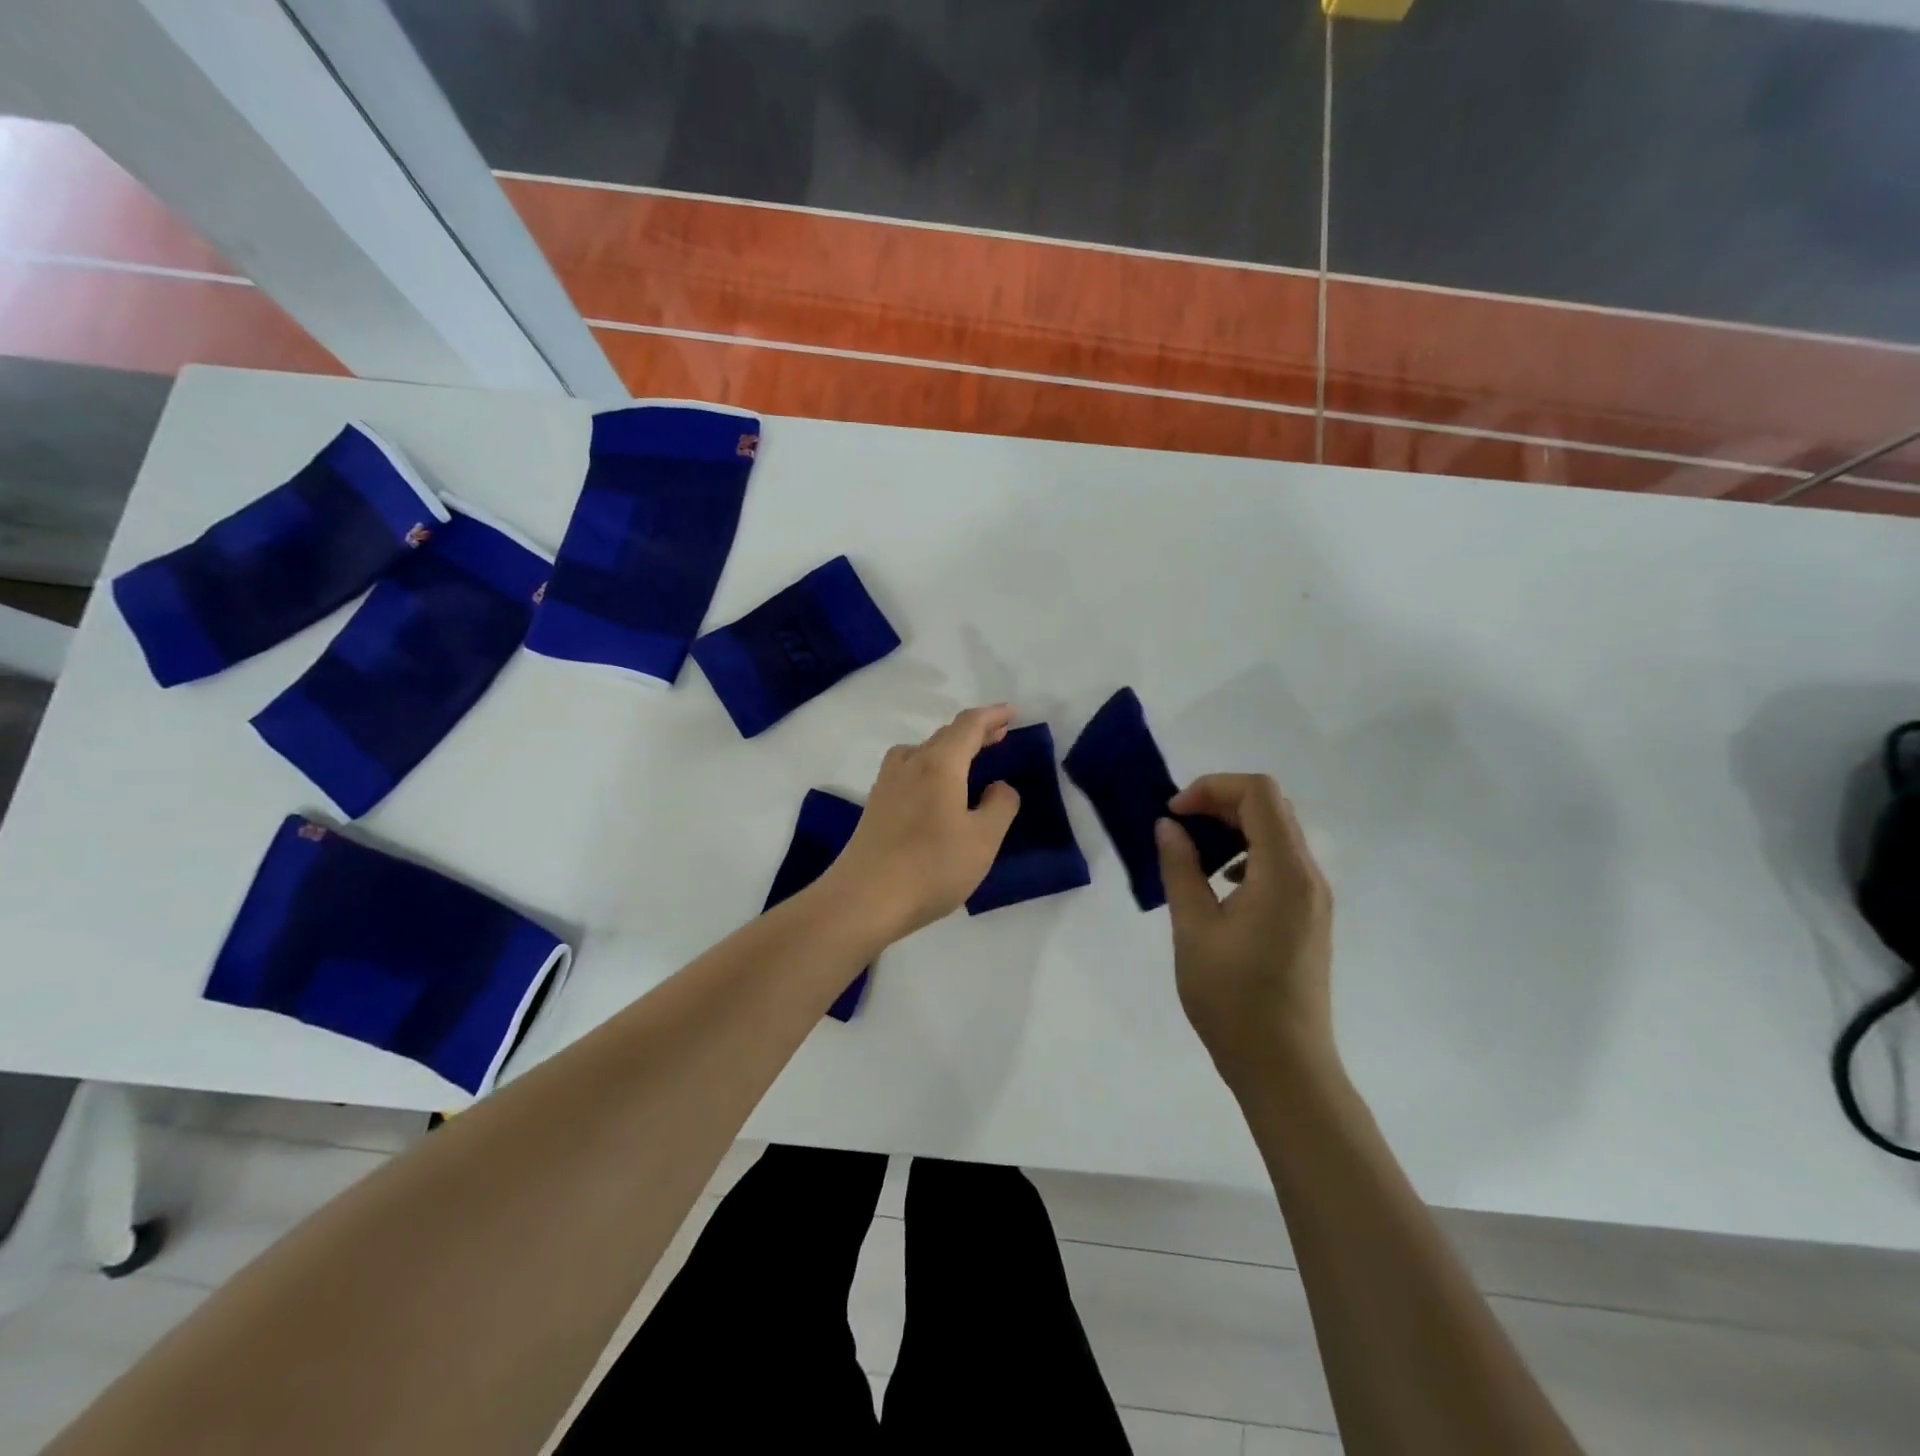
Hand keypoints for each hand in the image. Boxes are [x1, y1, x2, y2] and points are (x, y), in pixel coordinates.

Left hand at [822, 705, 1022, 943]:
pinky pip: (909, 769)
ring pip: (922, 751)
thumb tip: (999, 786)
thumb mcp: (983, 839)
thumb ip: (1000, 806)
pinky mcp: (875, 804)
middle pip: (945, 735)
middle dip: (974, 732)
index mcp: (939, 763)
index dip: (992, 716)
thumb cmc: (931, 866)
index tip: (1011, 712)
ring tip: (969, 761)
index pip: (969, 725)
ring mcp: (887, 783)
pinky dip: (931, 766)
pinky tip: (936, 790)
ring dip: (949, 748)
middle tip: (999, 736)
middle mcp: (910, 762)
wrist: (864, 898)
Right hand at [1155, 774, 1335, 1088]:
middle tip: (1177, 827)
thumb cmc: (1233, 1000)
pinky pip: (1281, 863)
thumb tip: (1168, 826)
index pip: (1259, 794)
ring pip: (1277, 834)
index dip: (1212, 788)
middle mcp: (1309, 876)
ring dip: (1233, 828)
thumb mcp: (1193, 930)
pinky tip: (1219, 886)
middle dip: (1220, 803)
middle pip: (1271, 808)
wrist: (1285, 1068)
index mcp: (1284, 873)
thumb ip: (1180, 869)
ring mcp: (1314, 898)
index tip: (1174, 813)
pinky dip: (1247, 855)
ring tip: (1193, 855)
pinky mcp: (1309, 917)